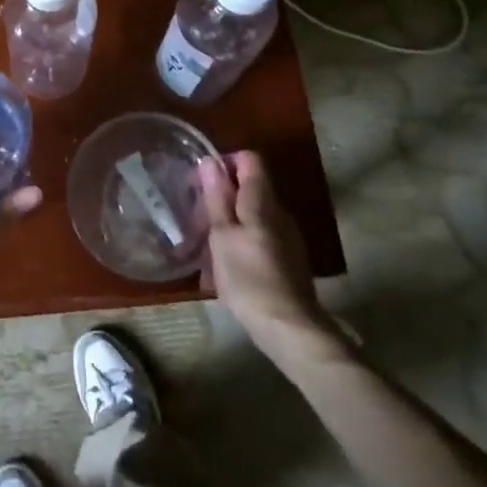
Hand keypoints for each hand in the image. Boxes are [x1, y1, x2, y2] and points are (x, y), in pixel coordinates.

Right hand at [196, 151, 350, 366]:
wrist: (288, 327)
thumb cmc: (248, 277)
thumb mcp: (222, 235)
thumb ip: (217, 197)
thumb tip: (210, 161)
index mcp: (263, 201)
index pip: (249, 159)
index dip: (225, 162)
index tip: (203, 183)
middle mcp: (279, 211)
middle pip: (250, 187)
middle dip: (222, 195)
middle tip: (197, 216)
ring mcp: (287, 236)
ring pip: (253, 214)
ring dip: (229, 221)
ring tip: (206, 245)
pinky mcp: (288, 258)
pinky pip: (260, 235)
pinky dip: (241, 240)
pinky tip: (226, 266)